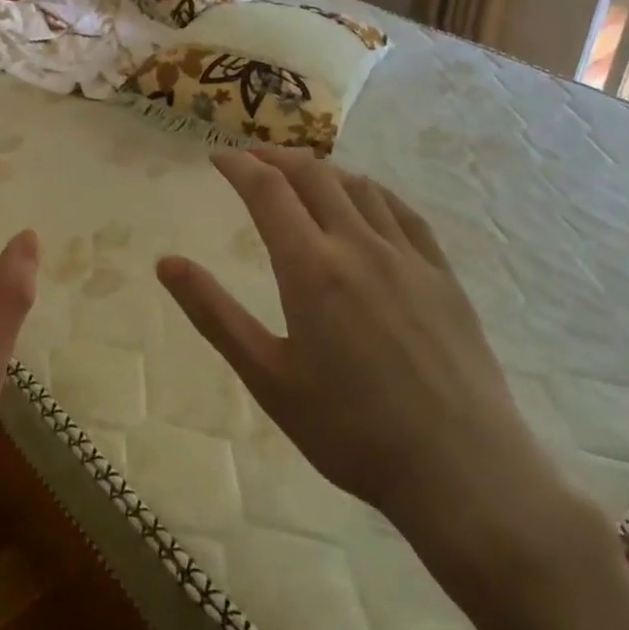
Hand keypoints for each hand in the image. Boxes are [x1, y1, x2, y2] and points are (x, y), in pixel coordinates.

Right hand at [157, 147, 600, 603]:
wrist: (462, 472)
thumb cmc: (350, 430)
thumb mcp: (267, 377)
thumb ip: (214, 313)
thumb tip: (166, 263)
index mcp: (311, 268)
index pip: (268, 191)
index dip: (240, 166)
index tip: (217, 157)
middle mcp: (359, 245)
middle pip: (313, 175)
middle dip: (276, 157)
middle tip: (251, 158)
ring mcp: (408, 256)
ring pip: (359, 187)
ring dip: (322, 169)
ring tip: (300, 174)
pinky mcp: (443, 275)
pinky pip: (403, 212)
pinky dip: (372, 191)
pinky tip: (366, 200)